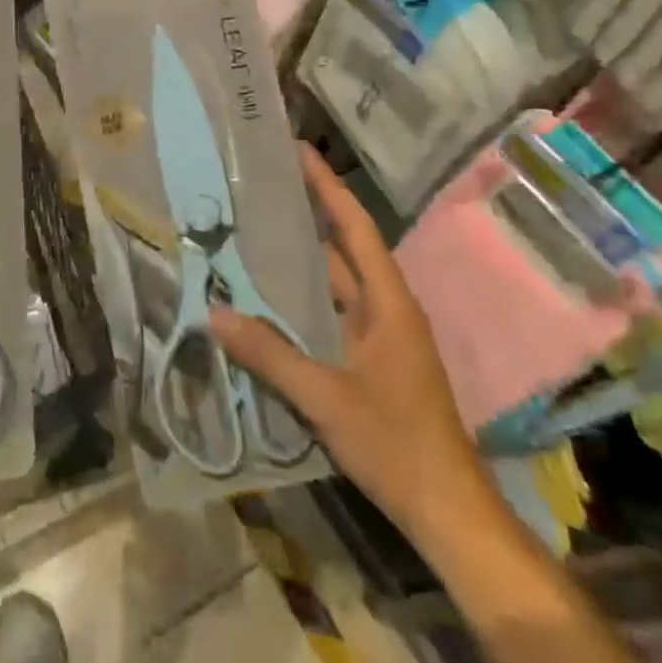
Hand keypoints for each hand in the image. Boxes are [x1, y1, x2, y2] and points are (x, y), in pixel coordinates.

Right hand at [210, 145, 496, 548]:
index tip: (298, 151)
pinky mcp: (370, 361)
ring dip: (301, 257)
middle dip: (307, 214)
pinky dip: (302, 299)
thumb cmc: (396, 444)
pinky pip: (331, 314)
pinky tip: (267, 298)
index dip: (328, 187)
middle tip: (260, 187)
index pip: (355, 229)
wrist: (447, 510)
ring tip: (254, 230)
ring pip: (335, 283)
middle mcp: (386, 310)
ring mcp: (380, 337)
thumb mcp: (325, 398)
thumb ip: (269, 355)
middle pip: (344, 248)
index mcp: (388, 304)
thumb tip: (214, 314)